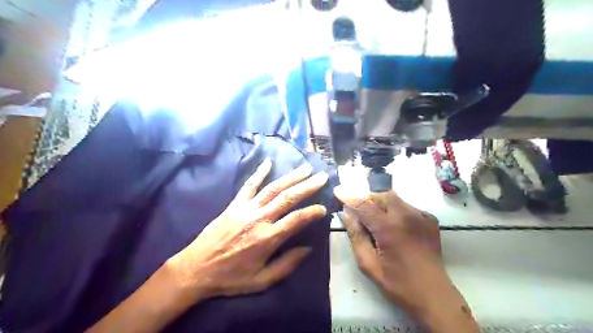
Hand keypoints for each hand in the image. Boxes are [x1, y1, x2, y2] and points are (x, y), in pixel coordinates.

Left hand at [171, 159, 328, 301]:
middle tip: (322, 176)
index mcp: (267, 238)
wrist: (196, 269)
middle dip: (307, 186)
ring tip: (305, 168)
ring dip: (291, 177)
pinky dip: (259, 173)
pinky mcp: (234, 204)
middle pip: (288, 198)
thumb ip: (286, 265)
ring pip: (272, 188)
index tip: (323, 207)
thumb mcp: (262, 281)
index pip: (296, 220)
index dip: (312, 212)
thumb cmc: (231, 278)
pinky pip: (249, 185)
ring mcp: (246, 209)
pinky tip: (268, 162)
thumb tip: (308, 249)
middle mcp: (259, 219)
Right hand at [333, 188, 480, 332]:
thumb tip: (346, 214)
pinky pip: (407, 206)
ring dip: (381, 203)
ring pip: (395, 198)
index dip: (349, 196)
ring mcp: (421, 216)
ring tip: (376, 220)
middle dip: (367, 199)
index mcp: (389, 228)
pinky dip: (395, 210)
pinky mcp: (430, 219)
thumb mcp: (369, 264)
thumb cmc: (398, 284)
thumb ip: (356, 236)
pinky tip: (395, 226)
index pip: (364, 204)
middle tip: (359, 212)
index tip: (337, 190)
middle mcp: (406, 216)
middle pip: (381, 195)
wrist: (434, 296)